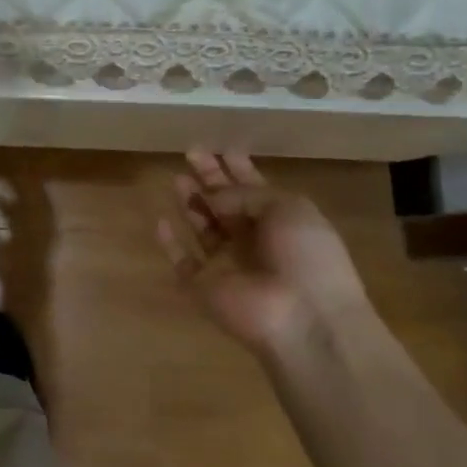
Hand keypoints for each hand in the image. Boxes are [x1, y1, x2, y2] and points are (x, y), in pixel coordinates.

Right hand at [156, 148, 372, 353]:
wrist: (303, 318)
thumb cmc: (306, 256)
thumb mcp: (288, 208)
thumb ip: (245, 193)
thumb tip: (212, 197)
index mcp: (281, 222)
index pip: (255, 189)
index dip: (238, 168)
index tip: (221, 147)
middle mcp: (254, 241)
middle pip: (226, 205)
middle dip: (210, 178)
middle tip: (191, 153)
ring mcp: (228, 265)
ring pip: (204, 229)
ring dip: (191, 204)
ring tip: (176, 179)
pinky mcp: (203, 286)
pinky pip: (182, 262)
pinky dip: (170, 243)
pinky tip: (160, 221)